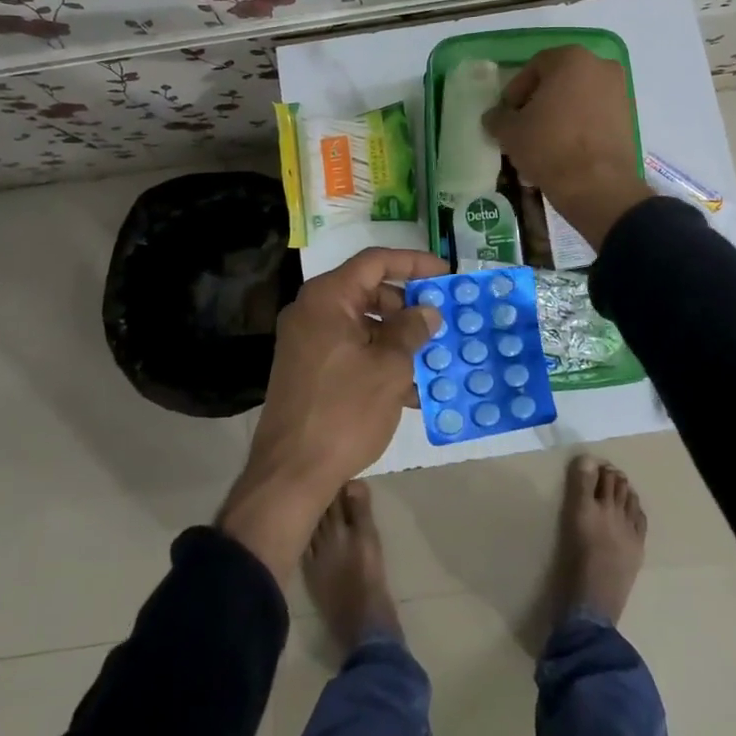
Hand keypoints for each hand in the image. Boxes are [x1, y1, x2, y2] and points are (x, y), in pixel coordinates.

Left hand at [218, 247, 444, 581]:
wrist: (290, 474)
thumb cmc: (344, 411)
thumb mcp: (389, 368)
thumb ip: (411, 331)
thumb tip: (427, 311)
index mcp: (327, 298)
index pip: (375, 262)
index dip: (413, 263)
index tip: (445, 274)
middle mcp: (312, 311)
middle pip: (367, 291)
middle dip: (407, 305)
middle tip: (440, 320)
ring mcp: (306, 341)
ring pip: (361, 324)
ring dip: (397, 338)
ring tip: (432, 359)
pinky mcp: (308, 369)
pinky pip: (350, 350)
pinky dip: (378, 359)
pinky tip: (410, 389)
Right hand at [482, 45, 653, 247]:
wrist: (598, 186)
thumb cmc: (549, 146)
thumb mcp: (510, 131)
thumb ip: (498, 117)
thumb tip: (494, 117)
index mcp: (571, 59)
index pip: (534, 66)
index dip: (515, 90)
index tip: (507, 114)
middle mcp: (601, 66)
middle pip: (559, 79)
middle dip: (539, 100)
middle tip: (523, 125)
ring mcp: (620, 92)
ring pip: (579, 98)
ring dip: (559, 114)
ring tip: (542, 141)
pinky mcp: (629, 118)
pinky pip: (595, 115)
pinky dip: (579, 125)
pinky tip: (564, 149)